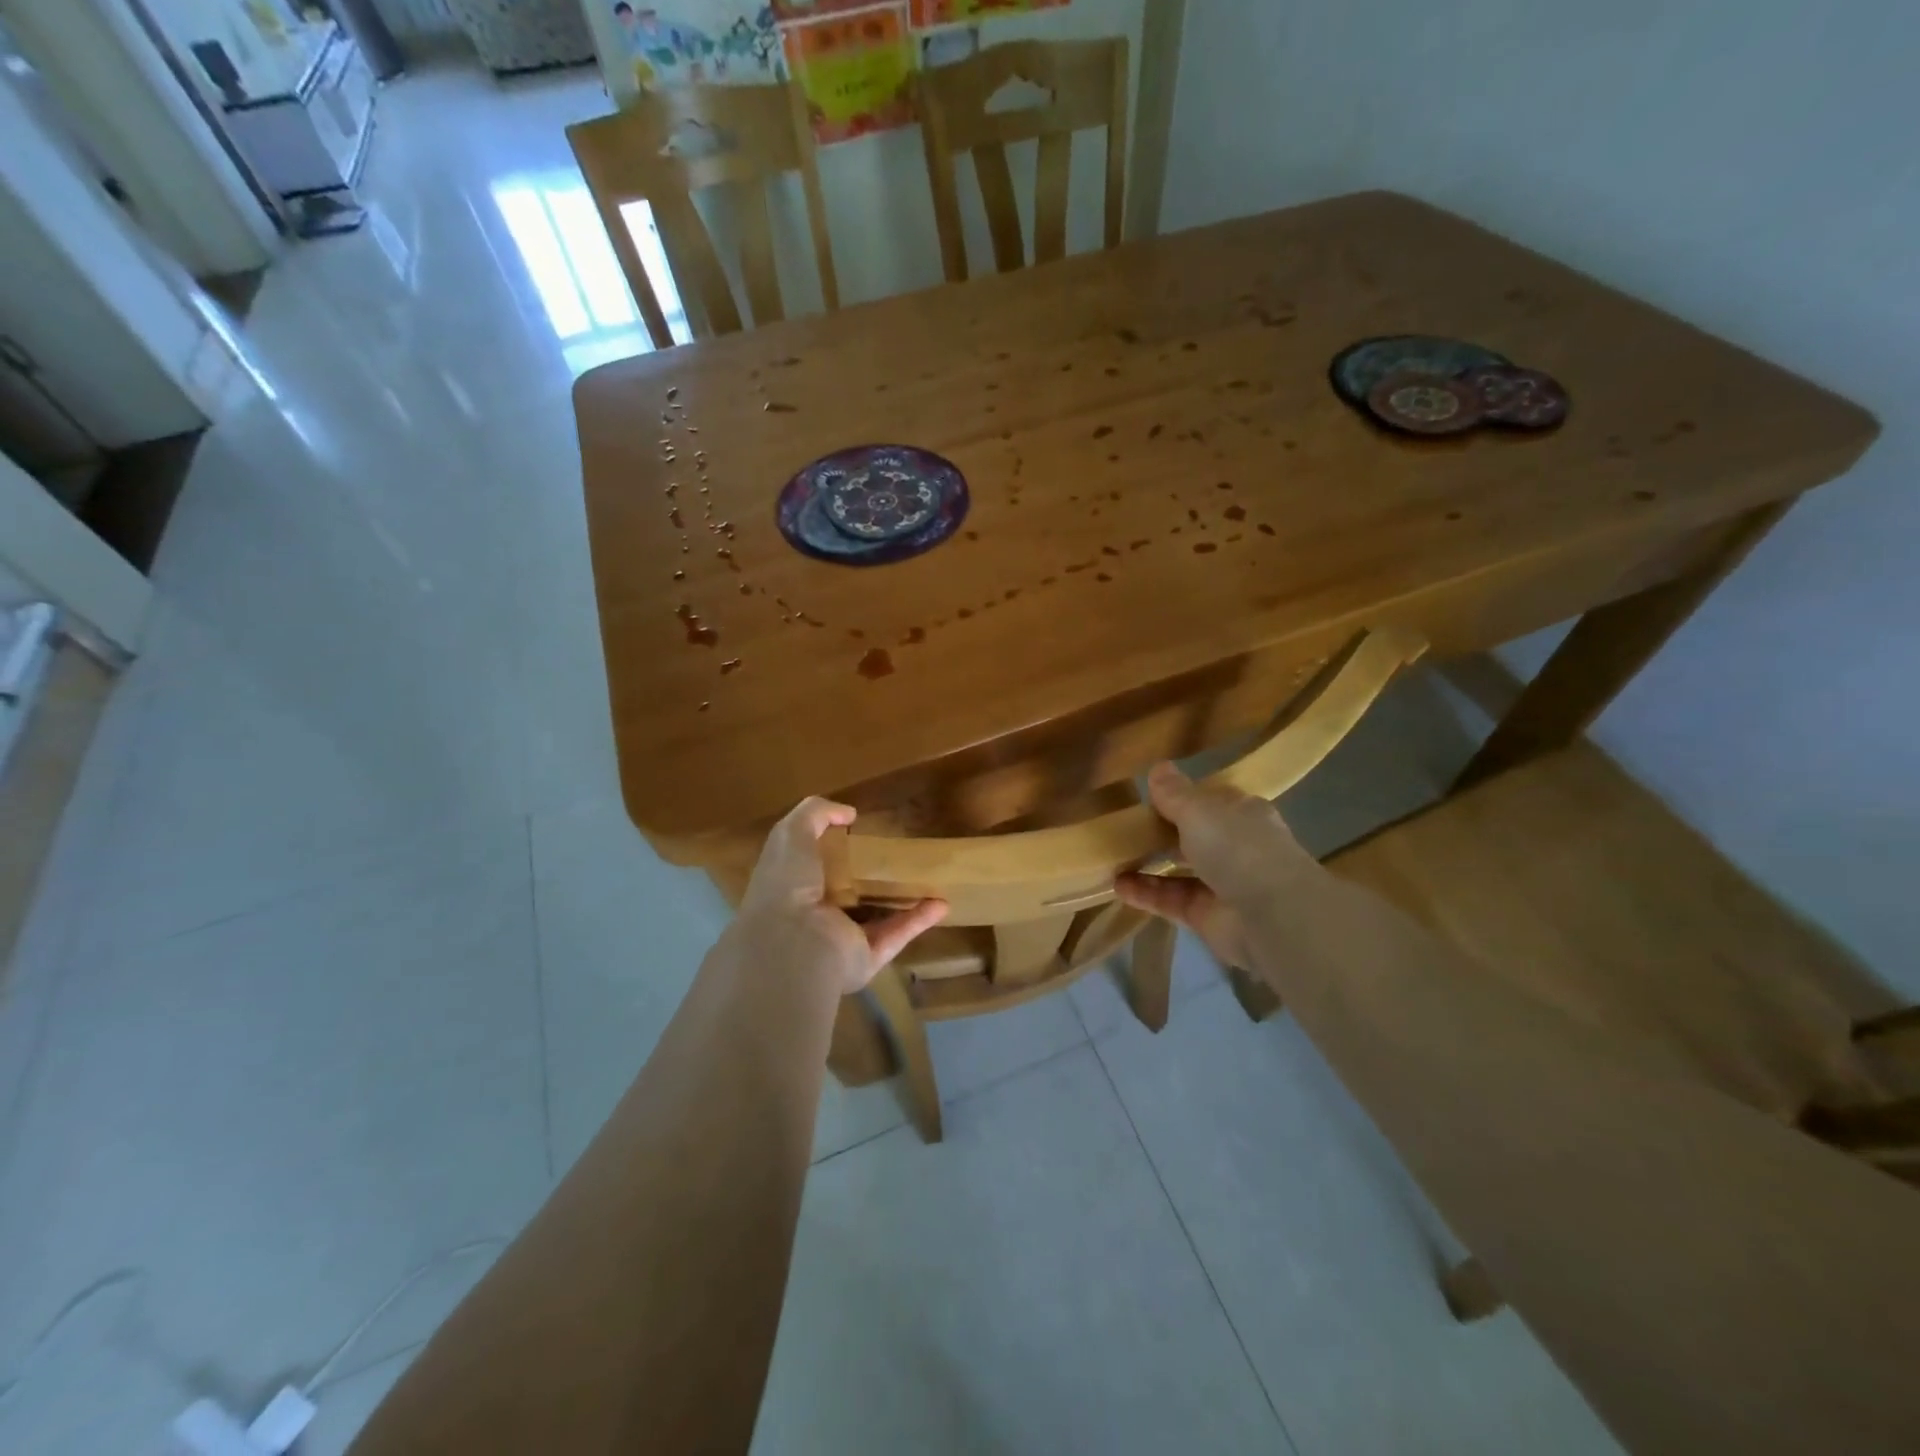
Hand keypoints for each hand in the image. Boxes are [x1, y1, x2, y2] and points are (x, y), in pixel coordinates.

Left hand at [730, 798, 947, 994]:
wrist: (793, 945)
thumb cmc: (787, 885)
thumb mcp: (792, 834)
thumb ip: (815, 814)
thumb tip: (848, 813)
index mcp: (791, 888)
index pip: (812, 868)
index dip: (832, 850)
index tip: (859, 832)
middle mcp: (815, 915)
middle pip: (847, 894)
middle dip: (870, 877)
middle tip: (897, 856)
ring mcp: (841, 940)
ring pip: (876, 917)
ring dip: (901, 901)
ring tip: (929, 880)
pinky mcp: (866, 958)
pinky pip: (896, 936)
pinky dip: (918, 921)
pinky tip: (941, 904)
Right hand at [1113, 763, 1314, 970]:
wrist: (1271, 916)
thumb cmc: (1238, 848)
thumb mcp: (1199, 810)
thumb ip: (1175, 793)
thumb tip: (1159, 768)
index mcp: (1244, 816)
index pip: (1213, 803)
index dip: (1184, 798)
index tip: (1150, 797)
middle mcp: (1237, 850)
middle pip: (1195, 838)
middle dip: (1162, 834)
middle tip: (1123, 827)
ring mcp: (1224, 886)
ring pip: (1180, 871)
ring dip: (1149, 865)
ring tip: (1112, 856)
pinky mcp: (1208, 918)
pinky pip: (1171, 901)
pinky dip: (1146, 893)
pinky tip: (1117, 885)